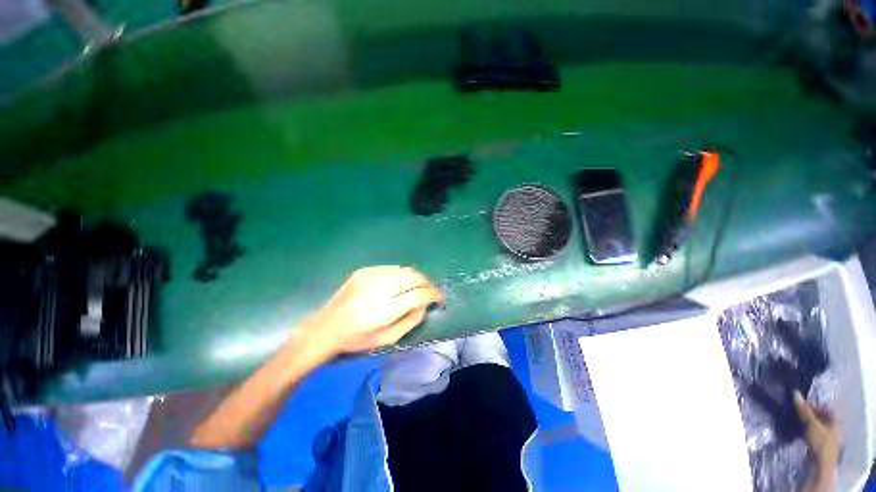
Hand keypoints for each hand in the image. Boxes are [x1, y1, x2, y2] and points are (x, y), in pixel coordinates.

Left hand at [305, 266, 443, 355]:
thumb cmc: (357, 339)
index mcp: (382, 311)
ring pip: (404, 270)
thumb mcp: (387, 339)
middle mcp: (376, 289)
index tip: (439, 298)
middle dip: (427, 283)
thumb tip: (425, 303)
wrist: (326, 326)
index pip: (417, 295)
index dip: (433, 294)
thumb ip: (411, 321)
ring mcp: (369, 276)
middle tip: (430, 291)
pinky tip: (399, 284)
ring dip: (416, 278)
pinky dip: (402, 275)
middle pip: (413, 277)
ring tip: (417, 287)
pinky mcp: (364, 271)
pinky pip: (392, 268)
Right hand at [794, 391, 840, 472]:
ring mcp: (825, 436)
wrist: (819, 464)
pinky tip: (794, 430)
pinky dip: (802, 430)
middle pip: (818, 416)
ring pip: (813, 425)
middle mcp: (832, 426)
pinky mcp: (817, 442)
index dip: (812, 404)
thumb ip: (804, 410)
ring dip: (803, 421)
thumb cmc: (820, 441)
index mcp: (835, 420)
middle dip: (807, 413)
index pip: (824, 407)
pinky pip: (810, 432)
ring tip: (792, 419)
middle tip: (794, 411)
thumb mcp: (812, 424)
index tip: (799, 403)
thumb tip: (795, 393)